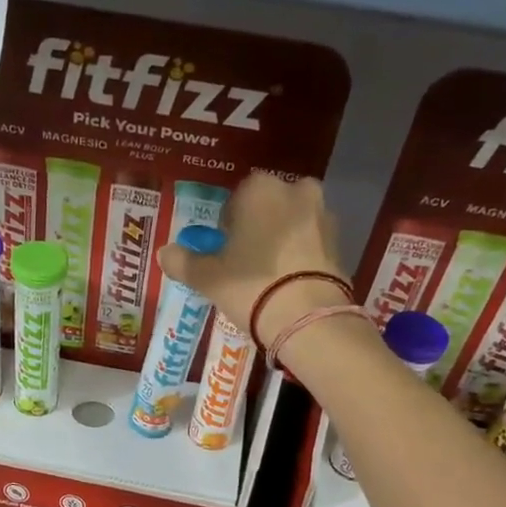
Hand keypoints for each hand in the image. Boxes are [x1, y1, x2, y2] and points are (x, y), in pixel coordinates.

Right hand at [156, 169, 349, 347]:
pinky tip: (289, 283)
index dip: (227, 226)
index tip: (223, 251)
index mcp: (260, 188)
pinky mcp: (341, 243)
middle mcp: (296, 190)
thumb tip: (164, 253)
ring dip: (280, 241)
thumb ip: (183, 261)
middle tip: (244, 263)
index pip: (236, 199)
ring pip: (292, 224)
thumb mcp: (207, 277)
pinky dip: (300, 257)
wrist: (307, 317)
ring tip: (268, 277)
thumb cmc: (250, 285)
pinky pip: (311, 244)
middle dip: (258, 228)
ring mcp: (323, 215)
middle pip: (268, 208)